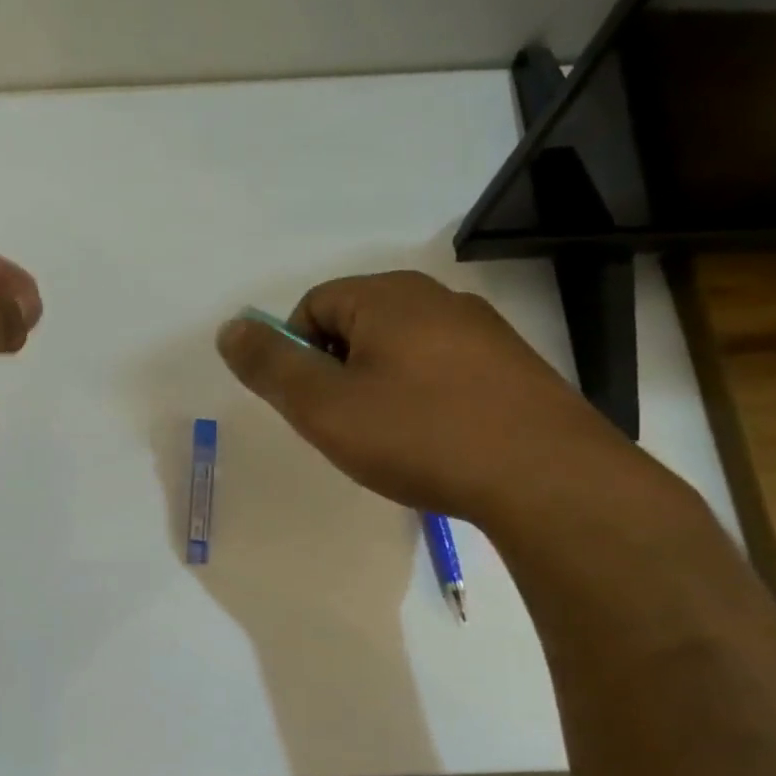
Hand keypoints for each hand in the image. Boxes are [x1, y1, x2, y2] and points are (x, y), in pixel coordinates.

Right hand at [216, 271, 641, 529]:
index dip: (296, 356)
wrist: (545, 478)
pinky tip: (434, 441)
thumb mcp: (323, 406)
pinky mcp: (510, 366)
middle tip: (345, 426)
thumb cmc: (418, 435)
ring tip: (391, 441)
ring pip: (398, 351)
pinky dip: (420, 400)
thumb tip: (230, 327)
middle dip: (335, 374)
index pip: (312, 307)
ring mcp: (481, 330)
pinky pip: (440, 371)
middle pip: (355, 326)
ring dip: (377, 389)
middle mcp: (436, 298)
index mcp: (387, 297)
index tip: (312, 406)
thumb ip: (270, 365)